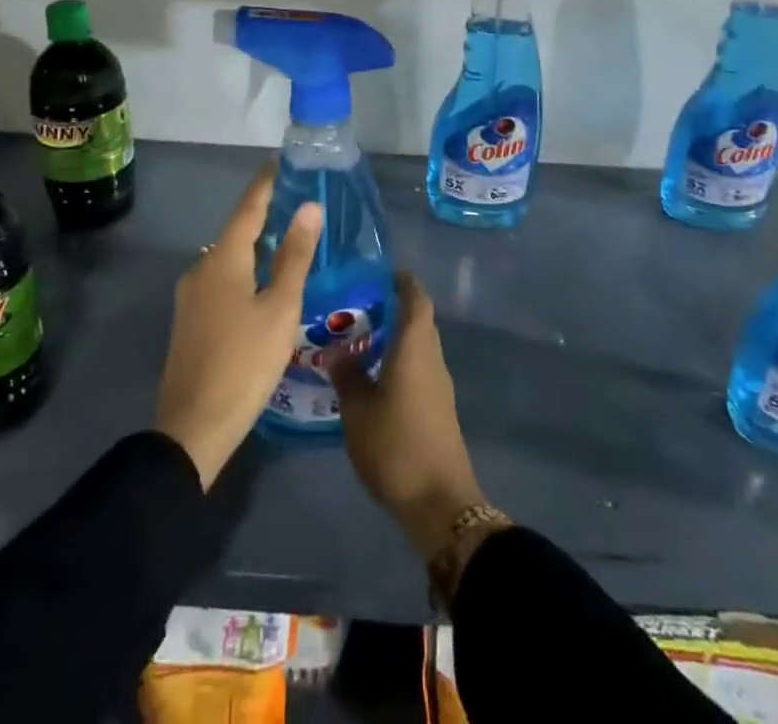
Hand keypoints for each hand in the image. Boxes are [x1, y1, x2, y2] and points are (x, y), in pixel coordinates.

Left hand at [153, 165, 321, 489]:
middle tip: (297, 202)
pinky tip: (264, 283)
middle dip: (264, 214)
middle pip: (237, 231)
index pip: (248, 207)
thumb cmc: (244, 362)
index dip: (266, 183)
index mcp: (222, 260)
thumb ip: (295, 256)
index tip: (281, 161)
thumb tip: (309, 208)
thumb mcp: (280, 308)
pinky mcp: (191, 320)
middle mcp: (201, 269)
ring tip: (288, 240)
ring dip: (256, 245)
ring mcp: (191, 296)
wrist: (193, 428)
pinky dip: (245, 270)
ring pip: (229, 258)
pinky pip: (222, 280)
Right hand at [333, 273, 485, 559]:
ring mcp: (439, 384)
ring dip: (393, 337)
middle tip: (354, 307)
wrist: (439, 503)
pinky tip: (371, 376)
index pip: (416, 298)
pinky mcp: (438, 407)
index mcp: (416, 347)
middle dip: (390, 308)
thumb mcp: (358, 411)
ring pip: (417, 346)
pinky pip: (418, 368)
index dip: (401, 281)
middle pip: (418, 320)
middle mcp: (432, 358)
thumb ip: (347, 376)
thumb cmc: (396, 446)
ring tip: (356, 341)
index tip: (377, 273)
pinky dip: (398, 361)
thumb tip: (337, 351)